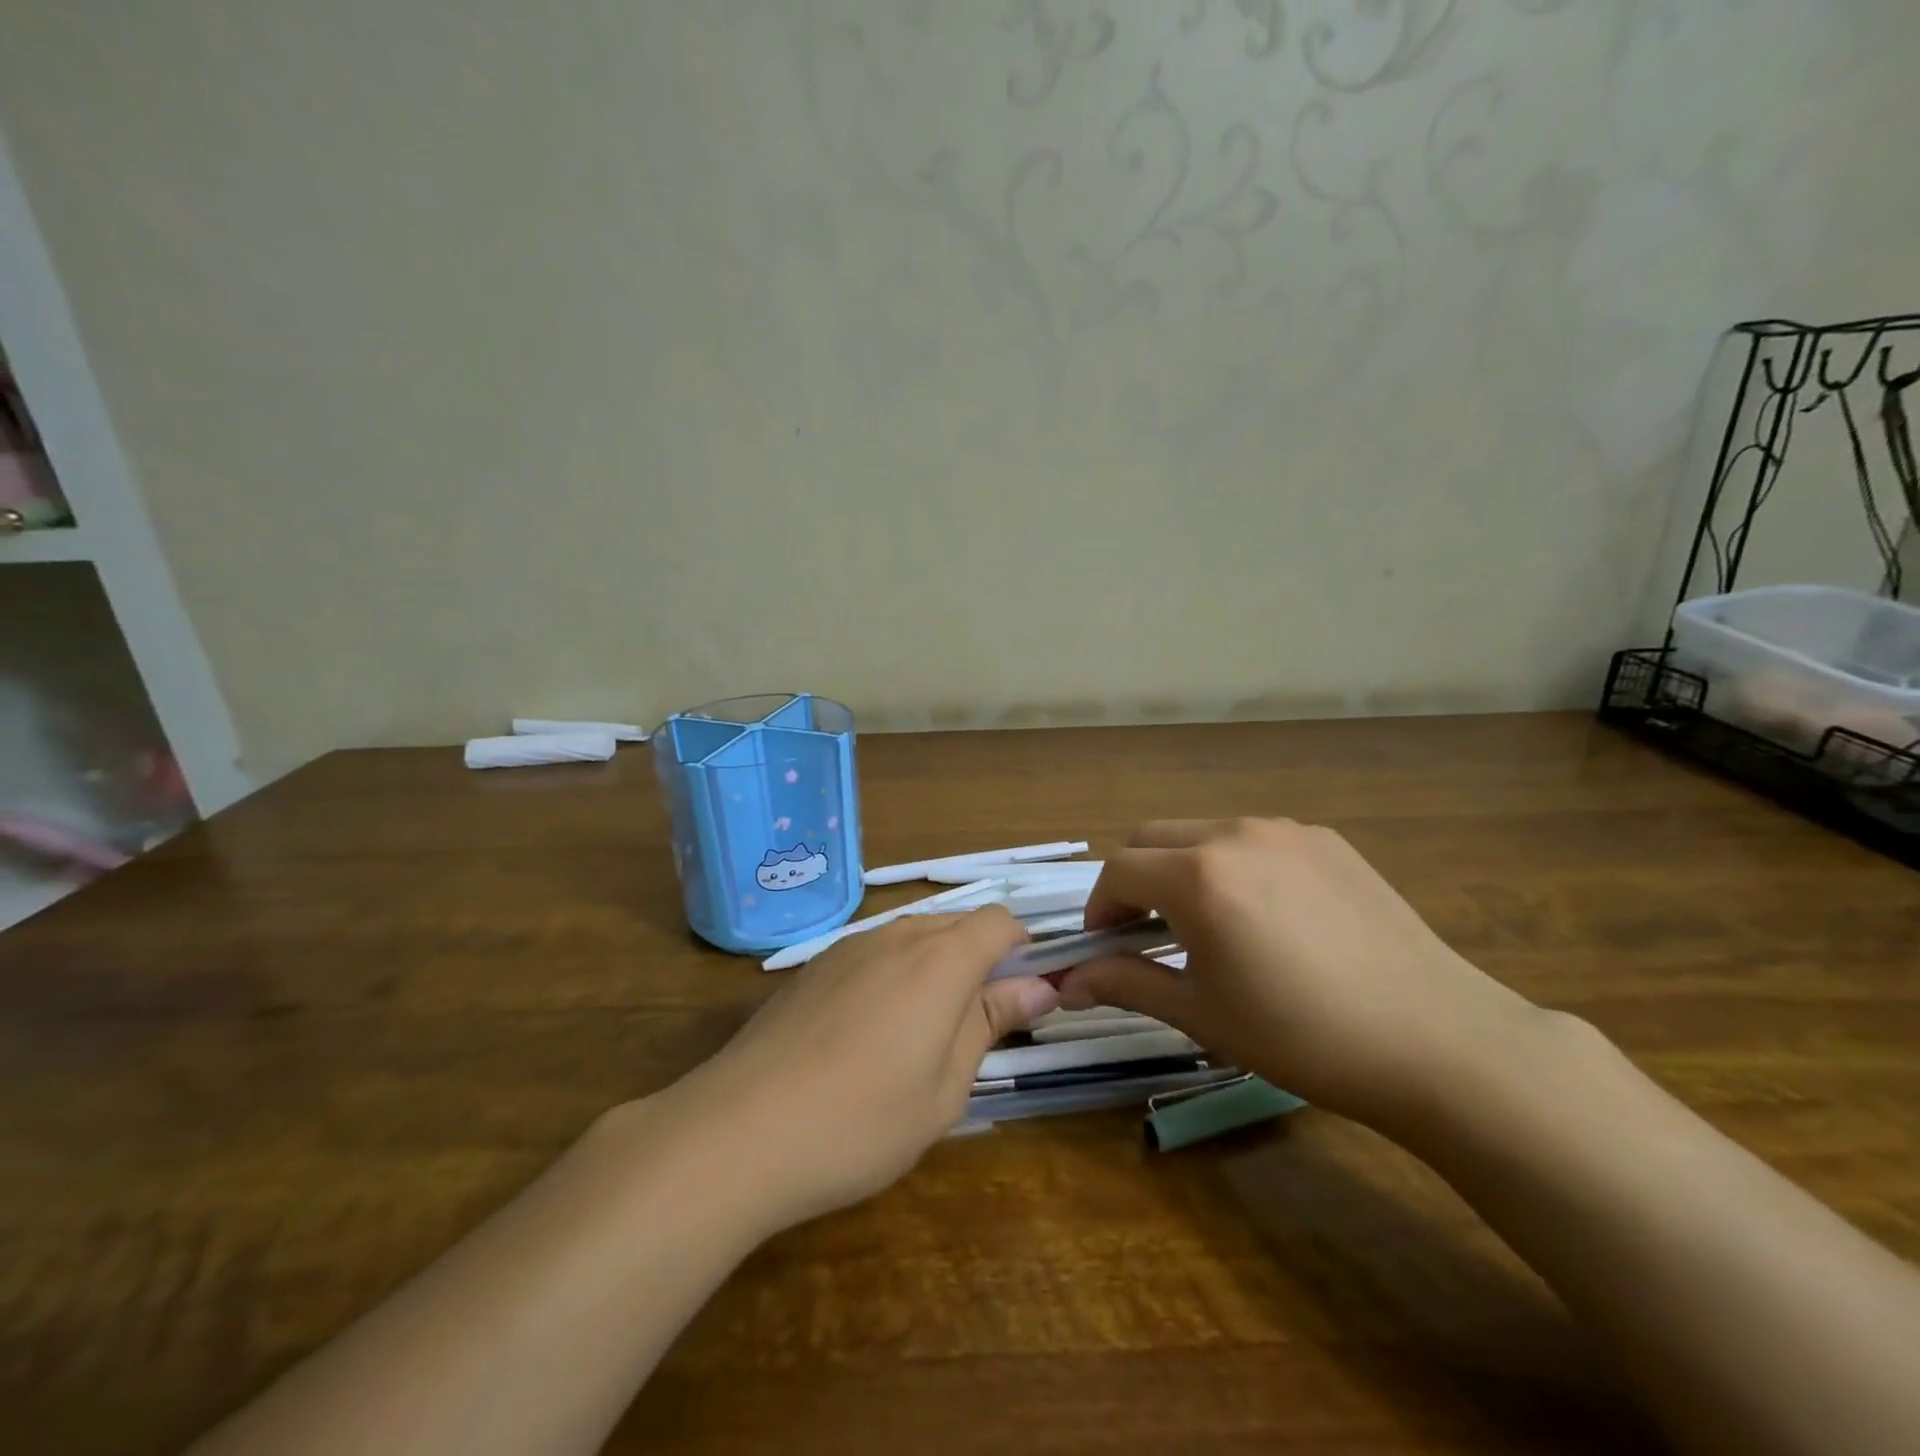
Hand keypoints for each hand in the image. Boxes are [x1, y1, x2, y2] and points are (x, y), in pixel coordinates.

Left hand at [666, 907, 1058, 1229]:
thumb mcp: (946, 1087)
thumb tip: (1038, 986)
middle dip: (980, 962)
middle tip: (977, 1029)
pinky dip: (893, 977)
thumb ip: (991, 1023)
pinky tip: (868, 1036)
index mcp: (940, 958)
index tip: (1021, 1000)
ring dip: (935, 970)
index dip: (1021, 952)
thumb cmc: (861, 1120)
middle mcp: (896, 936)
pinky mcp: (813, 967)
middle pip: (957, 925)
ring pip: (913, 938)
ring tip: (921, 1038)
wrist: (738, 1130)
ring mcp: (848, 947)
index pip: (999, 922)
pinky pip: (873, 954)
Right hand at [1057, 818, 1542, 1131]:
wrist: (1435, 1040)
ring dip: (1183, 867)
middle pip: (1153, 837)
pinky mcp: (1327, 840)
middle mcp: (1235, 834)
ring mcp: (1286, 831)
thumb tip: (1067, 985)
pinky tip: (1266, 916)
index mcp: (1198, 876)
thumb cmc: (1302, 1036)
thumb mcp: (1202, 1014)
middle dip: (1134, 879)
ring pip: (1204, 832)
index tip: (1105, 944)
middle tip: (1145, 931)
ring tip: (1207, 923)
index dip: (1100, 907)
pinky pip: (1255, 839)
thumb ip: (1126, 984)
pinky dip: (1234, 864)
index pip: (1118, 871)